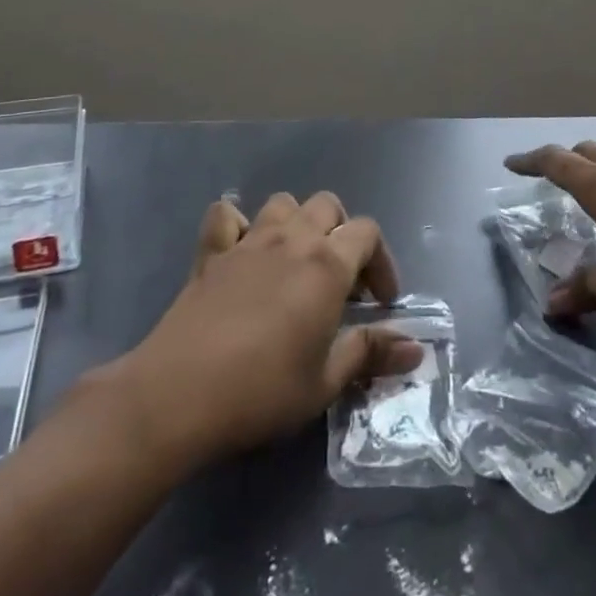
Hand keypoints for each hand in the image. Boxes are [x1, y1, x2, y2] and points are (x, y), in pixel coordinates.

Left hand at [98, 191, 423, 469]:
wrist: (179, 393)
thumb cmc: (262, 390)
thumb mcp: (325, 382)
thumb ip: (370, 354)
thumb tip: (416, 348)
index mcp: (327, 264)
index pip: (368, 232)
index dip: (382, 262)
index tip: (380, 303)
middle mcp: (292, 239)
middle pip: (328, 206)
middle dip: (343, 234)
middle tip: (341, 281)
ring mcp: (248, 240)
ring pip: (283, 202)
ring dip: (297, 222)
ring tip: (296, 262)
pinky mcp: (211, 253)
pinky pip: (226, 216)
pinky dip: (238, 225)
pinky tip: (242, 252)